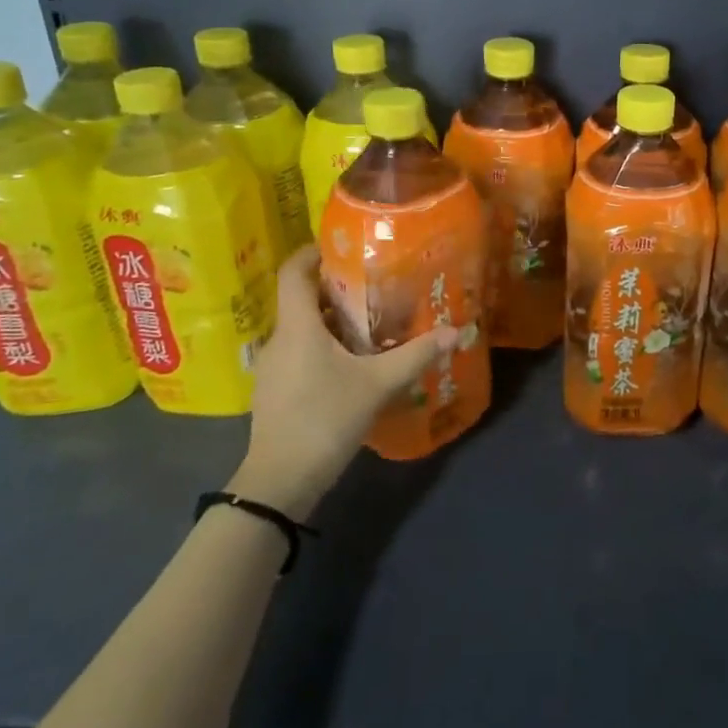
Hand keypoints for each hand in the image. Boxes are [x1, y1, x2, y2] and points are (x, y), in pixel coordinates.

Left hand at [230, 246, 455, 516]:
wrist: (280, 482)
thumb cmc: (325, 419)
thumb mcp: (378, 384)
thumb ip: (416, 355)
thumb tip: (456, 331)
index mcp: (297, 326)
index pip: (294, 271)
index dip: (313, 251)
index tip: (344, 246)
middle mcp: (279, 339)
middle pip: (302, 298)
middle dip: (335, 287)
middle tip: (374, 284)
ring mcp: (272, 367)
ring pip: (302, 328)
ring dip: (332, 319)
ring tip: (370, 321)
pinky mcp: (274, 390)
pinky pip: (299, 352)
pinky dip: (323, 345)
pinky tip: (352, 362)